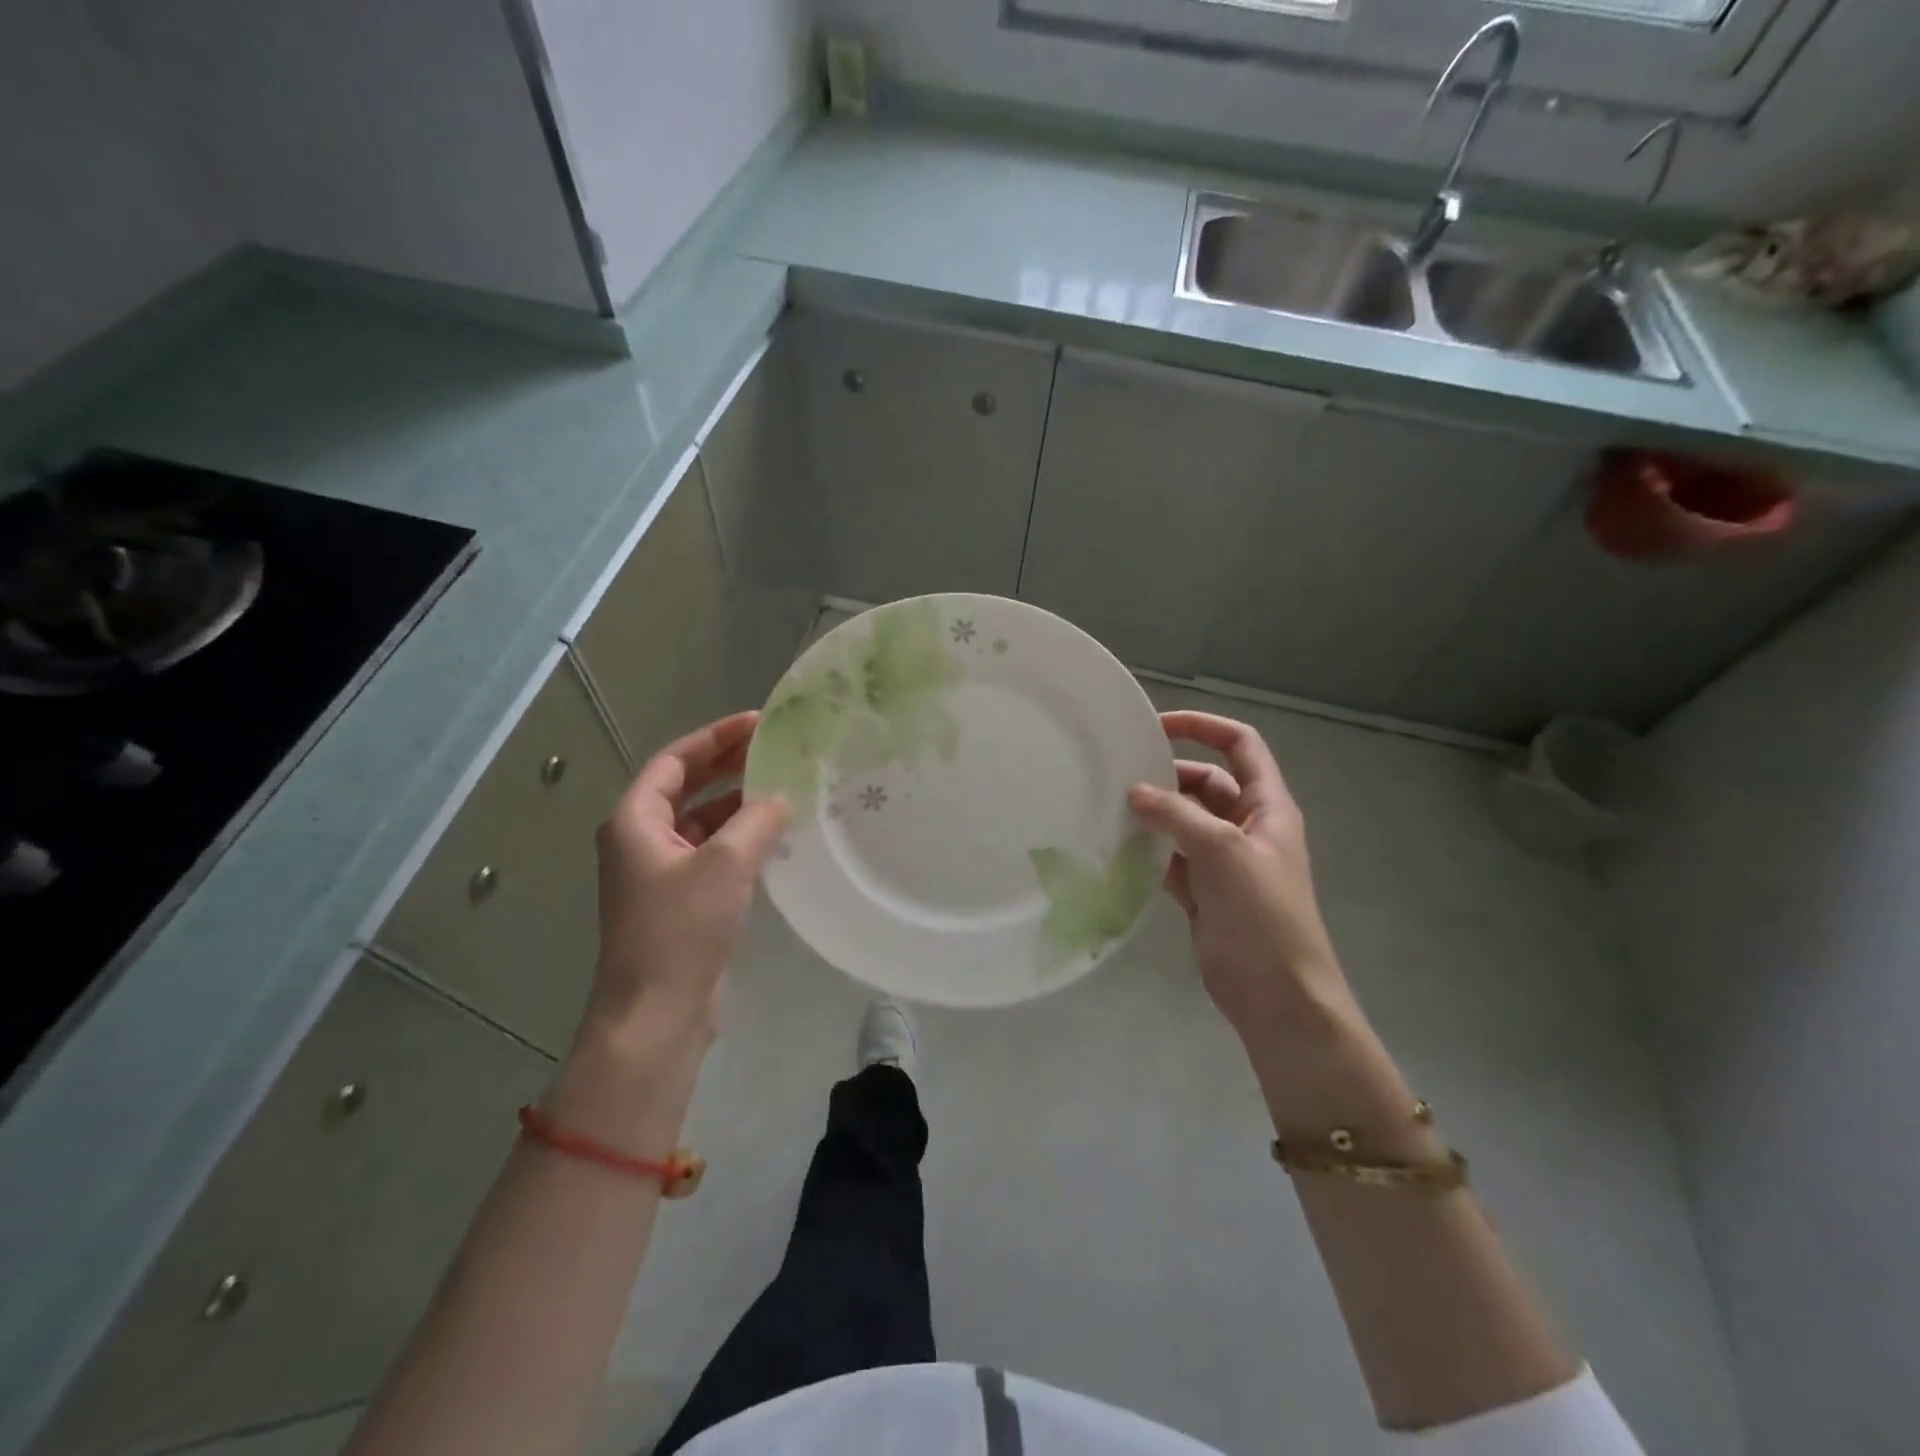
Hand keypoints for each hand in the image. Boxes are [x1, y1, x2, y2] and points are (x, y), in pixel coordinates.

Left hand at [582, 712, 788, 1049]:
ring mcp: (657, 872)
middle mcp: (640, 840)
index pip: (675, 761)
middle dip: (727, 764)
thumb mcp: (725, 864)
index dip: (715, 737)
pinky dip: (737, 837)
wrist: (657, 1014)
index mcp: (634, 820)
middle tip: (772, 747)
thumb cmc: (681, 929)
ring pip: (699, 821)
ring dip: (736, 802)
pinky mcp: (677, 900)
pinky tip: (771, 835)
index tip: (757, 722)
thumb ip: (757, 820)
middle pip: (685, 786)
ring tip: (781, 786)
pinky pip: (709, 852)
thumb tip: (780, 797)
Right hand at [1128, 711, 1349, 1044]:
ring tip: (1108, 808)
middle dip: (1167, 776)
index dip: (1203, 726)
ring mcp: (1224, 861)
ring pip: (1184, 821)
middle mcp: (1246, 827)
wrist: (1277, 997)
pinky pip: (1171, 858)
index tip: (1156, 725)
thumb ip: (1177, 816)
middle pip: (1206, 782)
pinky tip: (1116, 849)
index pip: (1240, 745)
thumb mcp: (1223, 853)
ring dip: (1154, 814)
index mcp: (1267, 807)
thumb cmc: (1262, 917)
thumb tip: (1134, 791)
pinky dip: (1148, 851)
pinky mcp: (1204, 892)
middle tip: (1119, 775)